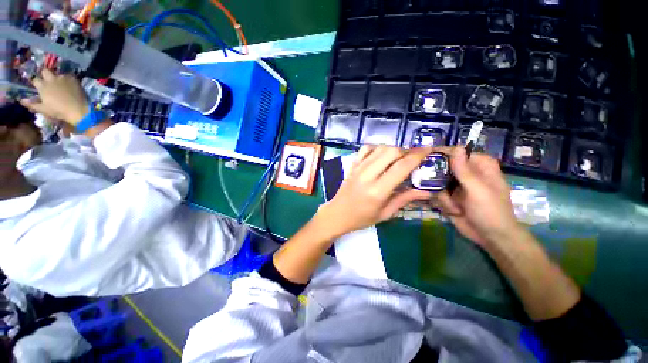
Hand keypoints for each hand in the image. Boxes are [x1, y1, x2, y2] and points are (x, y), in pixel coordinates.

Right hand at [20, 69, 88, 125]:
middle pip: (45, 71)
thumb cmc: (59, 111)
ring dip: (56, 77)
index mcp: (43, 86)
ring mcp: (62, 77)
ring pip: (57, 73)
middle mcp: (51, 79)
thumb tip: (21, 100)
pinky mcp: (73, 78)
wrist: (78, 109)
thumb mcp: (43, 109)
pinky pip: (68, 76)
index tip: (37, 84)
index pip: (34, 79)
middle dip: (44, 74)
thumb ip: (32, 104)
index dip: (35, 81)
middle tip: (47, 80)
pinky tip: (68, 84)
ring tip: (59, 83)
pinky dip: (66, 79)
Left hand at [318, 145, 432, 237]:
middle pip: (391, 151)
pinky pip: (365, 149)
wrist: (337, 214)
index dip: (417, 156)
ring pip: (380, 148)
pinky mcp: (352, 165)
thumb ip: (404, 199)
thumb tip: (426, 191)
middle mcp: (367, 175)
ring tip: (399, 158)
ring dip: (393, 149)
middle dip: (406, 151)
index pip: (401, 167)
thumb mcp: (385, 213)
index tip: (428, 150)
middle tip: (412, 158)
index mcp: (377, 191)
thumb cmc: (361, 218)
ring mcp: (358, 168)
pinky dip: (377, 148)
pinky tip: (381, 155)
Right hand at [435, 147, 521, 246]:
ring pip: (436, 182)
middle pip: (442, 167)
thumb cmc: (490, 211)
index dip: (439, 154)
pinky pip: (436, 194)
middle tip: (437, 188)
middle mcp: (466, 173)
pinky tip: (453, 211)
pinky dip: (442, 203)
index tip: (423, 158)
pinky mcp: (449, 196)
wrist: (490, 237)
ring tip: (456, 207)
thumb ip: (464, 169)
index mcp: (479, 165)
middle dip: (437, 179)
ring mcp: (456, 185)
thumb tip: (456, 146)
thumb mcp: (477, 189)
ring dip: (443, 196)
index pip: (455, 153)